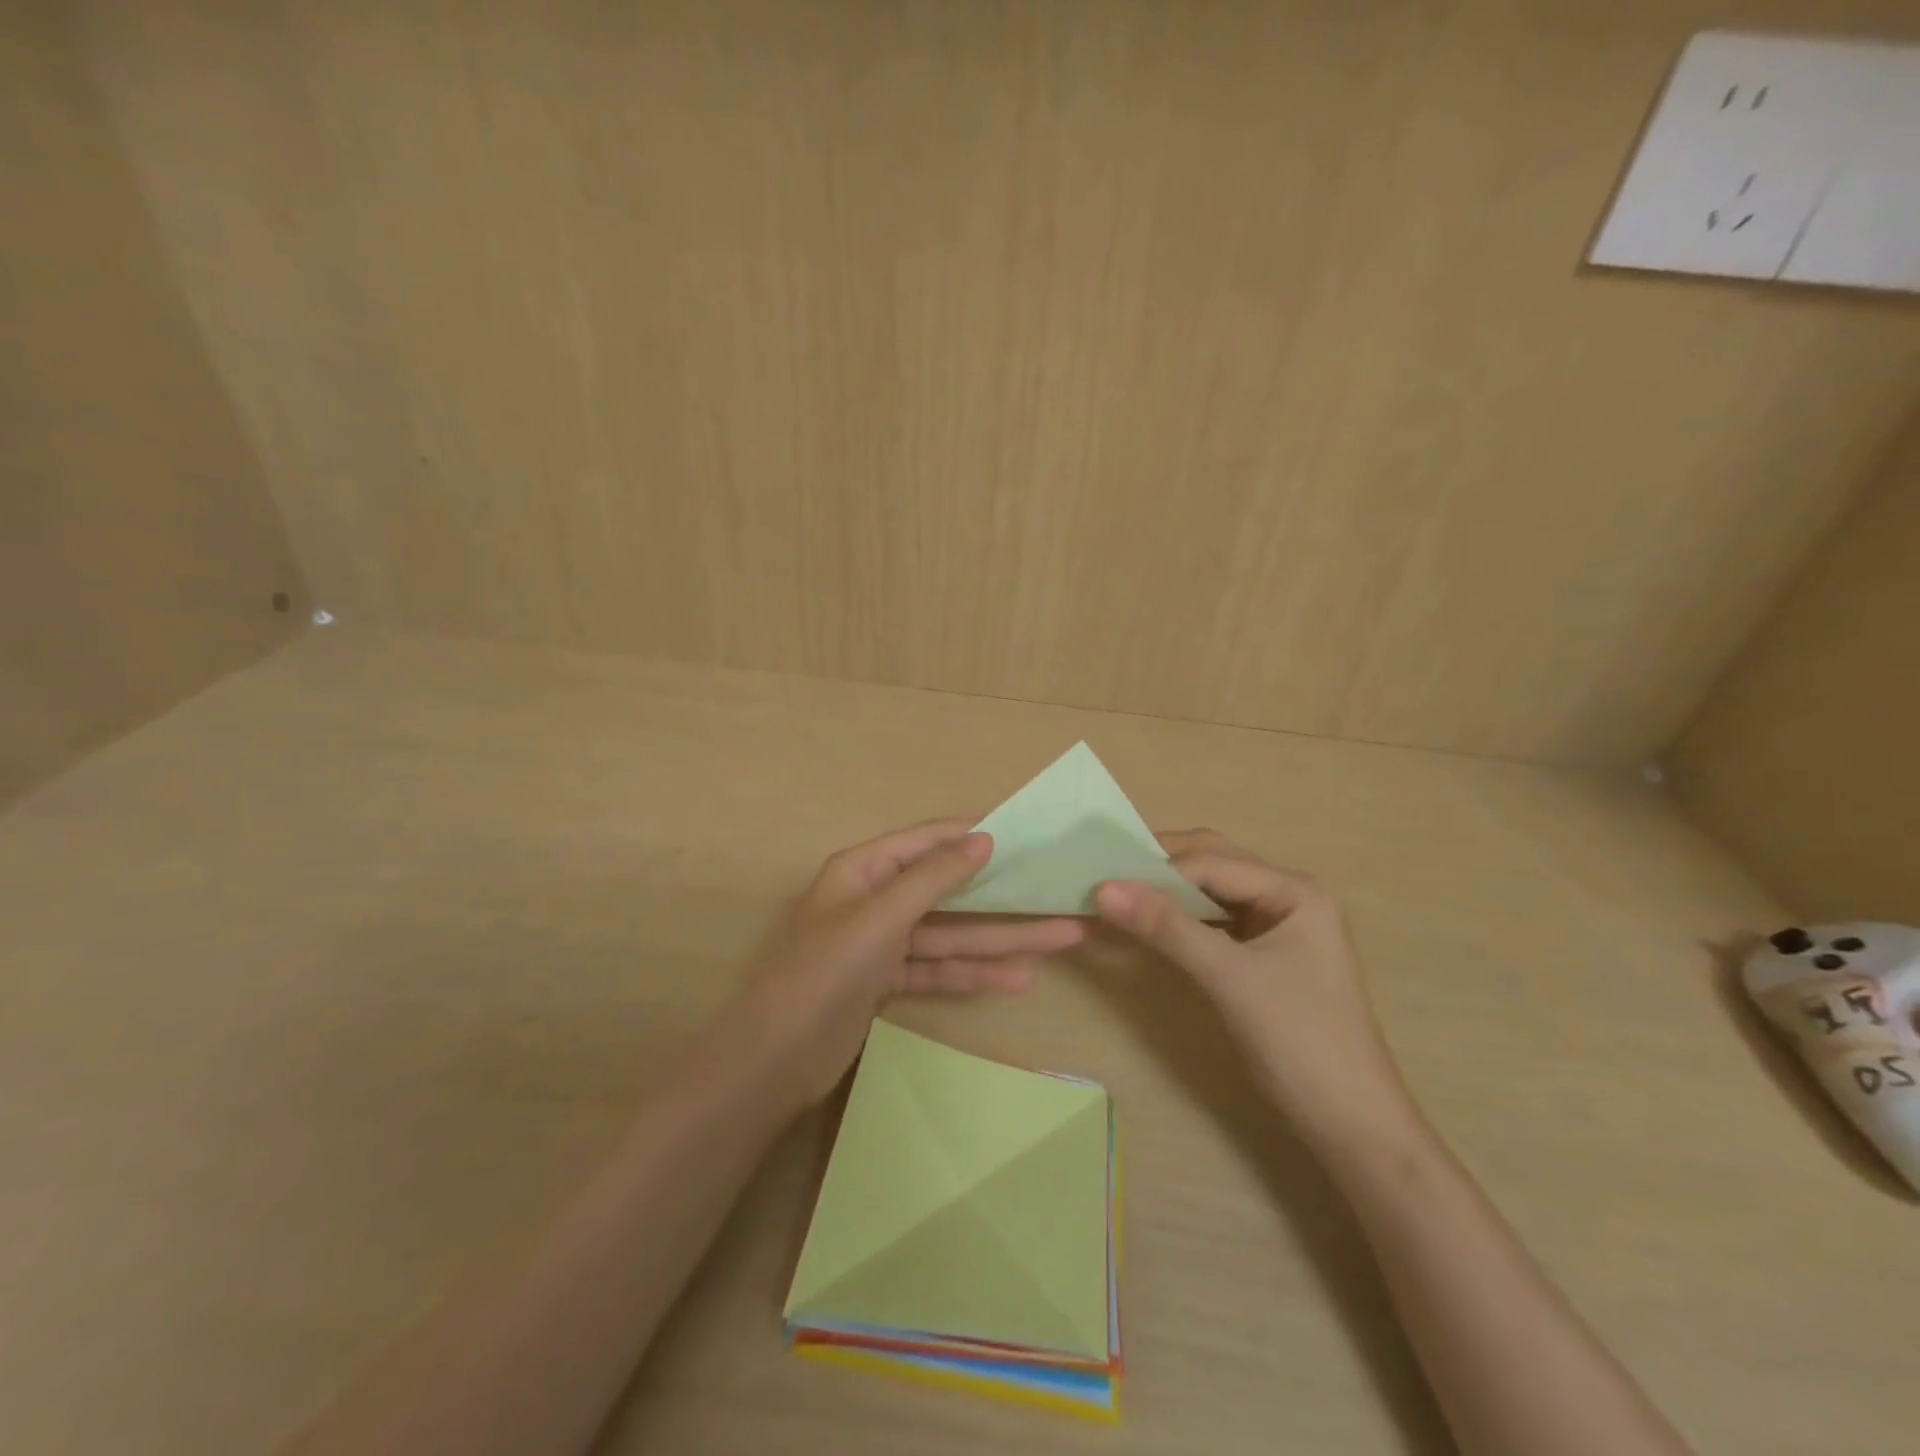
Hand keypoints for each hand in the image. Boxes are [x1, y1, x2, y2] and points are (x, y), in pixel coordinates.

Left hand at [724, 820, 1084, 1112]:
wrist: (772, 1063)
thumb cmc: (823, 974)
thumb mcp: (880, 918)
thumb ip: (933, 878)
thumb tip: (983, 837)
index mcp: (863, 870)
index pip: (926, 841)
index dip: (972, 835)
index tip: (1024, 833)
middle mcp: (874, 899)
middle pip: (948, 892)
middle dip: (1003, 897)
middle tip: (1059, 896)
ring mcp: (881, 944)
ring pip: (950, 935)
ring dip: (1000, 940)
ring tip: (1062, 940)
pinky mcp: (886, 982)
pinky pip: (937, 969)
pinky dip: (973, 974)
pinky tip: (1019, 978)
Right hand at [1095, 830, 1411, 1149]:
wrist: (1351, 1127)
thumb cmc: (1300, 1042)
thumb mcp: (1229, 978)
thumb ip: (1167, 927)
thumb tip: (1103, 888)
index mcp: (1294, 889)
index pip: (1210, 862)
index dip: (1154, 868)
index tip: (1098, 876)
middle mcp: (1286, 895)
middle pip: (1211, 863)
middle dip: (1158, 865)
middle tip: (1102, 872)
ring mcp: (1275, 925)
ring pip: (1208, 890)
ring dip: (1164, 890)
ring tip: (1114, 893)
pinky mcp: (1261, 954)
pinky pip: (1210, 920)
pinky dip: (1176, 917)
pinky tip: (1145, 922)